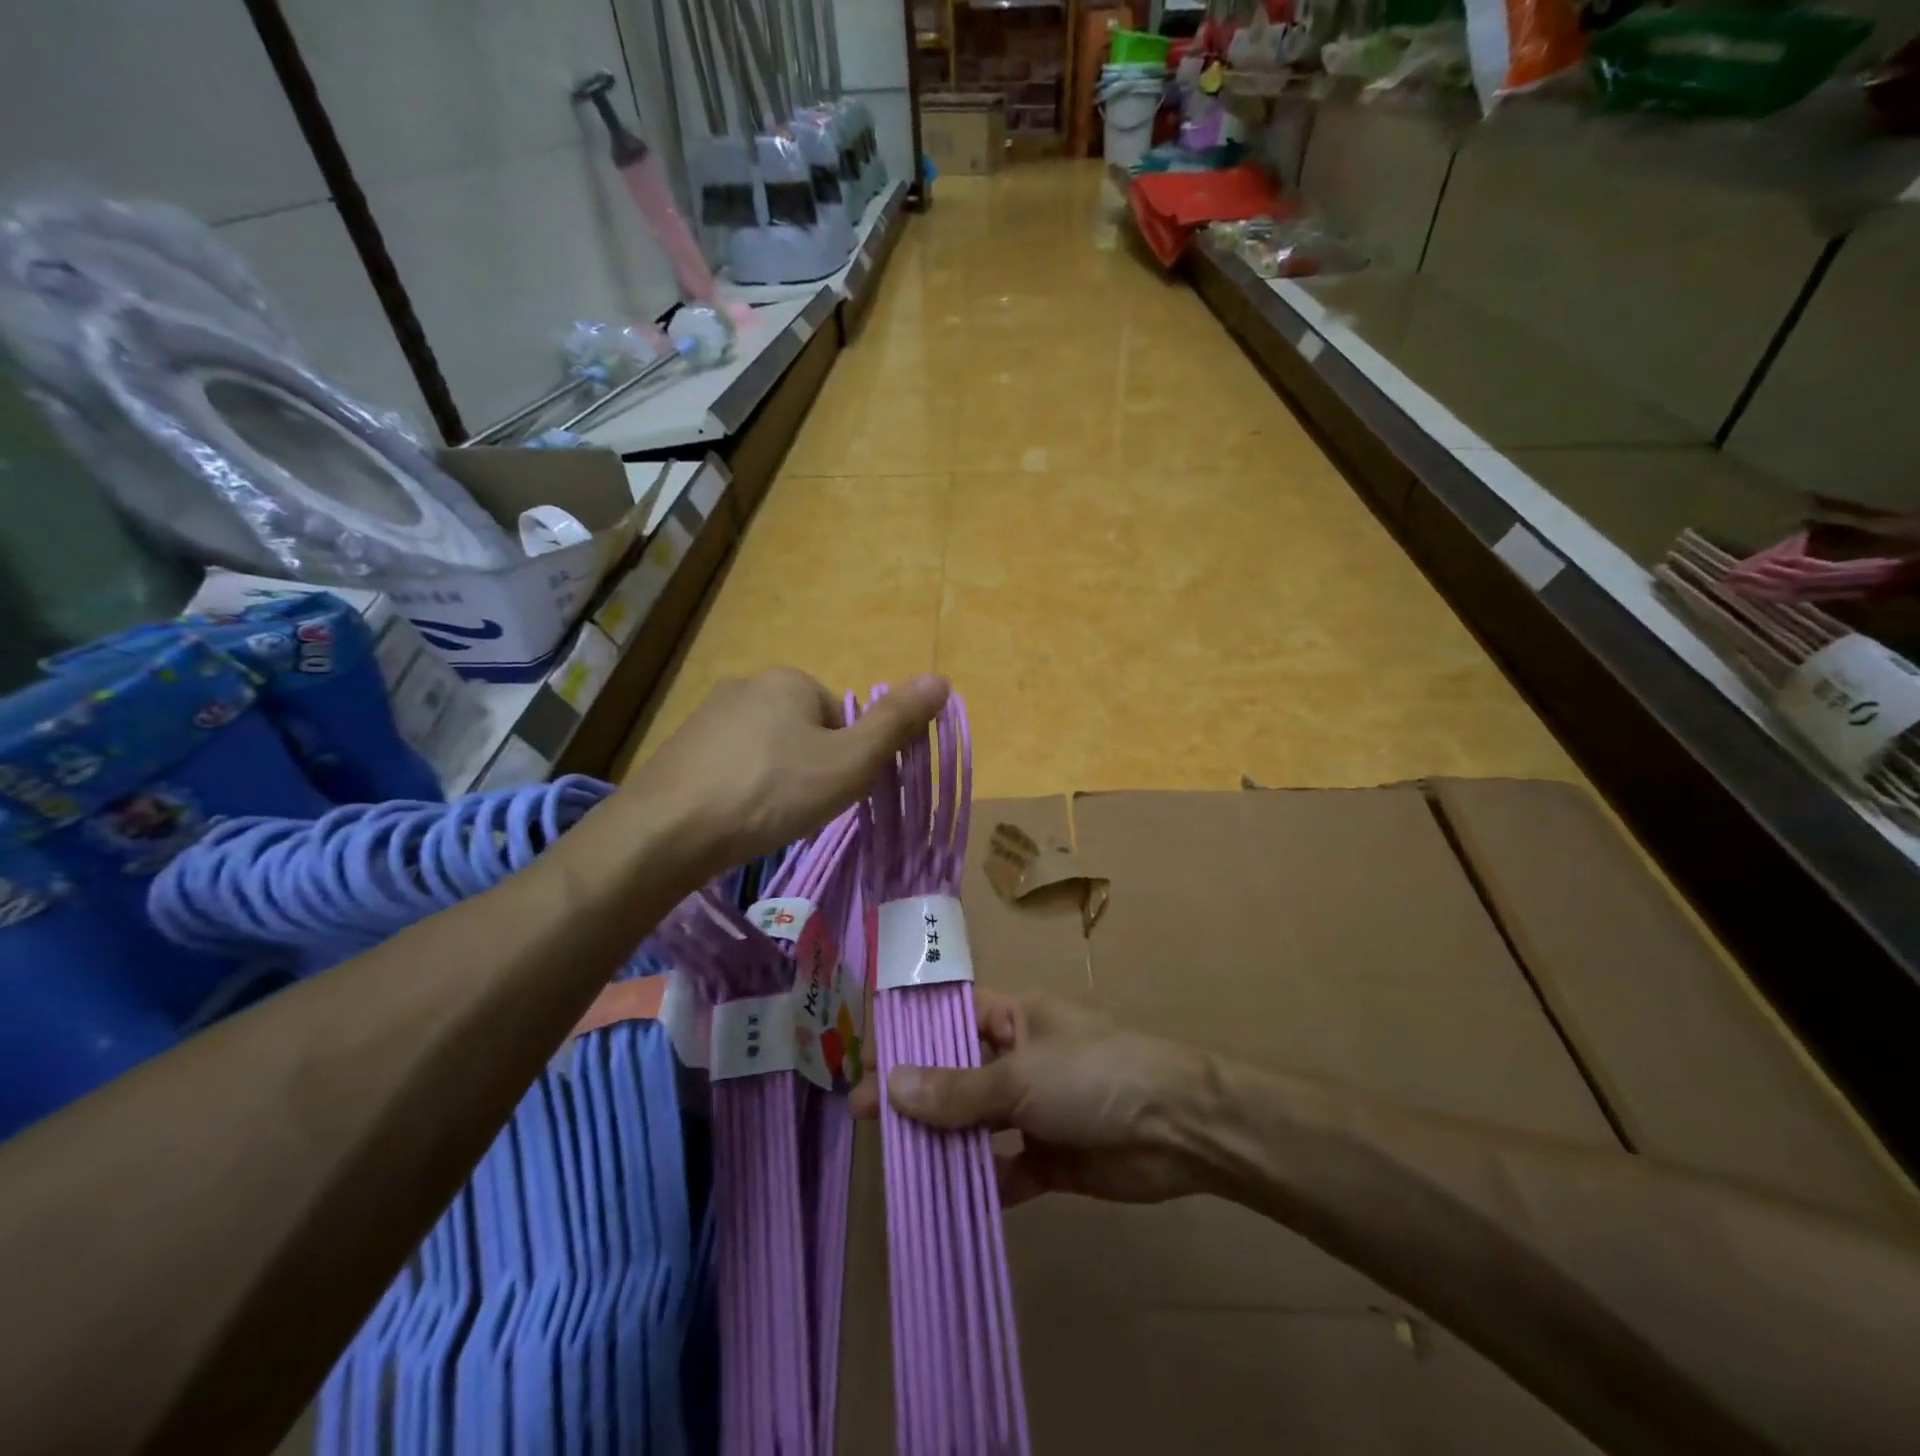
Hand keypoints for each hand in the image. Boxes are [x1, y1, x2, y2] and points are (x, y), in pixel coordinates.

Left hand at [625, 668, 948, 871]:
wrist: (668, 831)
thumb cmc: (772, 792)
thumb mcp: (849, 762)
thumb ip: (896, 723)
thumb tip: (942, 679)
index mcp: (790, 679)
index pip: (842, 718)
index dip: (847, 760)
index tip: (832, 794)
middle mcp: (747, 685)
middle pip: (806, 732)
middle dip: (811, 770)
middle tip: (800, 810)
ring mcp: (708, 716)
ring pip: (768, 751)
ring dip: (777, 782)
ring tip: (766, 819)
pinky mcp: (681, 748)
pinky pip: (732, 766)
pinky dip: (743, 790)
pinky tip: (734, 819)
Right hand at [853, 990, 1213, 1206]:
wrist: (1178, 1128)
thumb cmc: (1094, 1075)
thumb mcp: (1020, 1077)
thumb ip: (957, 1089)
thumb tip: (890, 1085)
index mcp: (1015, 1017)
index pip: (951, 1017)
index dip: (910, 1035)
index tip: (867, 1059)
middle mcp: (1020, 1058)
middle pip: (957, 1072)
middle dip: (916, 1094)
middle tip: (864, 1117)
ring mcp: (1035, 1109)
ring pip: (976, 1124)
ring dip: (943, 1142)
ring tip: (895, 1162)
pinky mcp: (1051, 1157)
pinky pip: (1004, 1169)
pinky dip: (981, 1184)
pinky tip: (946, 1202)